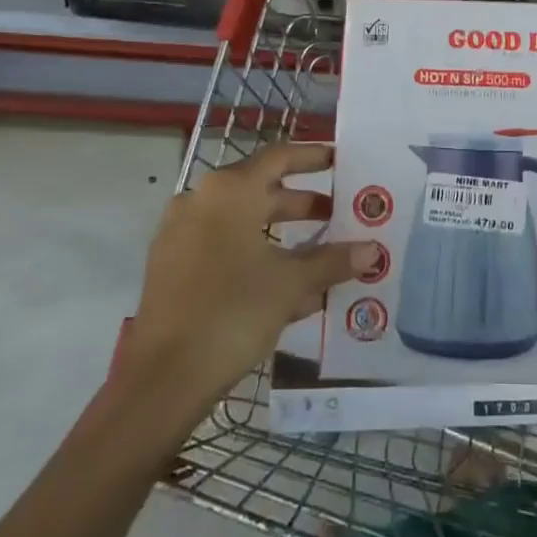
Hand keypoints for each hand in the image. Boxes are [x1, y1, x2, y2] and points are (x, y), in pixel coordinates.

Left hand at [123, 142, 378, 408]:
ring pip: (242, 221)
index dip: (313, 156)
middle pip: (260, 189)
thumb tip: (373, 250)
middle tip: (338, 213)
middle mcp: (201, 200)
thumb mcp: (290, 284)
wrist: (163, 379)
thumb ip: (332, 261)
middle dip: (302, 203)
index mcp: (230, 191)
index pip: (280, 157)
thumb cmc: (232, 313)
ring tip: (319, 252)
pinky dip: (255, 254)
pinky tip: (285, 285)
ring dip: (281, 233)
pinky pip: (222, 246)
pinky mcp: (171, 266)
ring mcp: (180, 234)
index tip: (340, 160)